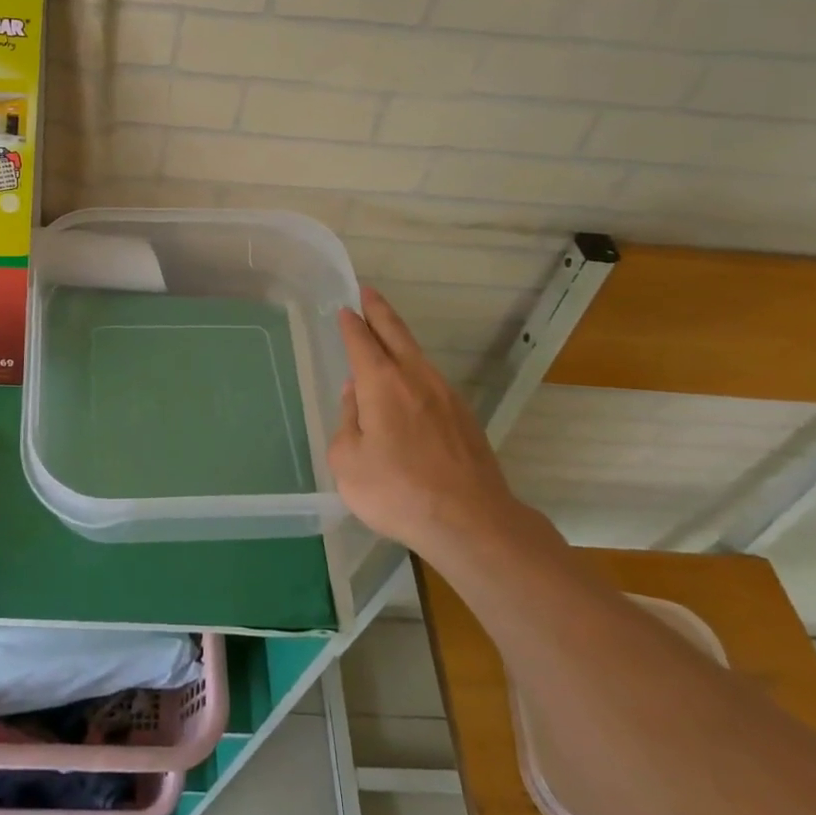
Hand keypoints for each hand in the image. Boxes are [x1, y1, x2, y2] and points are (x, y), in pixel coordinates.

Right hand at [327, 288, 519, 555]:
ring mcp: (446, 396)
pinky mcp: (464, 418)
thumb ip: (347, 422)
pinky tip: (409, 385)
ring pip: (417, 356)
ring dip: (399, 339)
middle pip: (395, 334)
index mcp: (382, 384)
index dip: (351, 324)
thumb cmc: (398, 491)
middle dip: (379, 311)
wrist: (471, 522)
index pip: (362, 342)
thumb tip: (356, 398)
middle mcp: (415, 379)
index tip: (344, 309)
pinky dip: (414, 370)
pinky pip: (431, 381)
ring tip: (386, 334)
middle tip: (368, 292)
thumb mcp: (349, 462)